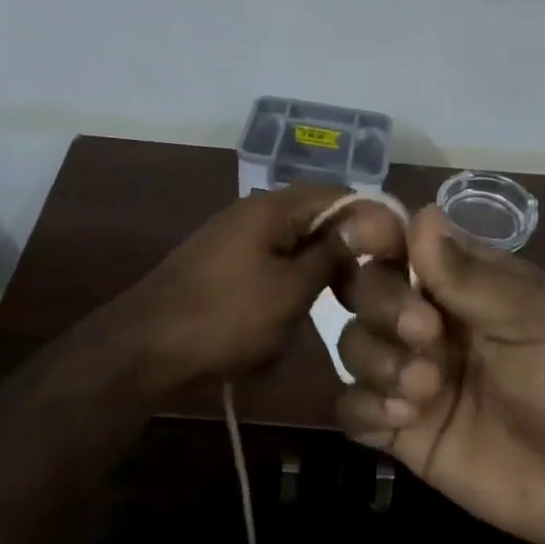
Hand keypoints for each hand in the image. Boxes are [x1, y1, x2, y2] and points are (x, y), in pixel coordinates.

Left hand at [114, 185, 407, 394]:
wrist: (144, 349)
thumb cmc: (224, 317)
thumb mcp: (290, 288)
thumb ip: (332, 252)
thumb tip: (372, 218)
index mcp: (272, 207)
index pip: (341, 194)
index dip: (374, 221)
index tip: (400, 258)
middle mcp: (254, 213)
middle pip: (318, 219)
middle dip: (349, 251)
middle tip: (374, 288)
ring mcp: (236, 240)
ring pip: (297, 246)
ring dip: (321, 272)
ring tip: (344, 303)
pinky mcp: (225, 268)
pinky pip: (273, 266)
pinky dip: (294, 285)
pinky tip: (301, 313)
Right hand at [333, 206, 544, 543]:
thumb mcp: (534, 318)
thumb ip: (468, 276)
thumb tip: (420, 213)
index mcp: (460, 281)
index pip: (400, 241)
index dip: (374, 234)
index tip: (367, 239)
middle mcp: (426, 319)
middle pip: (365, 289)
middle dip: (382, 304)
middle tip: (425, 333)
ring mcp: (409, 374)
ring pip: (353, 344)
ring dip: (377, 359)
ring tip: (426, 390)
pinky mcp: (399, 429)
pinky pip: (350, 408)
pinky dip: (364, 407)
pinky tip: (403, 419)